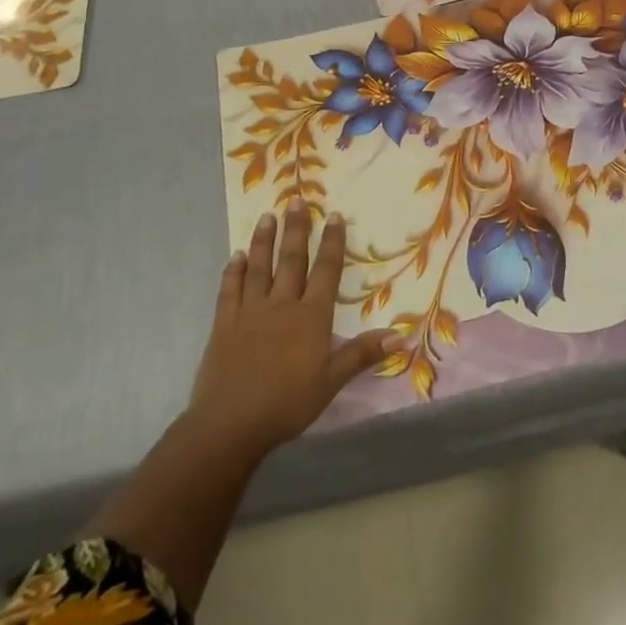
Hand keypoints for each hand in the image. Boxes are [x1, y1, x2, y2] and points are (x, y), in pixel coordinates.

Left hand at [188, 204, 397, 460]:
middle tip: (296, 201)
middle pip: (291, 260)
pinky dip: (234, 271)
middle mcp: (281, 305)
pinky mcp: (225, 324)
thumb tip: (400, 335)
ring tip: (267, 217)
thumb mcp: (331, 382)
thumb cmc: (288, 403)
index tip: (333, 215)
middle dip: (296, 230)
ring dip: (264, 241)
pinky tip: (236, 256)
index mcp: (310, 317)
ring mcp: (250, 312)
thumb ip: (362, 354)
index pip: (325, 271)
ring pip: (259, 268)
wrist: (231, 423)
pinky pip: (230, 290)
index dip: (331, 242)